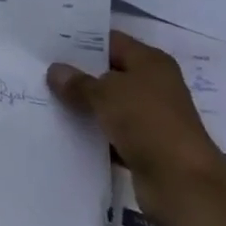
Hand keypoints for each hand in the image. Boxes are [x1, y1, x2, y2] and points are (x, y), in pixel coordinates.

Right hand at [47, 29, 225, 213]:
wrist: (183, 184)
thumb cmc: (148, 123)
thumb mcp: (106, 95)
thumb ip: (78, 83)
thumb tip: (54, 70)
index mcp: (151, 62)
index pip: (112, 42)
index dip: (83, 42)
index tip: (51, 44)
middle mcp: (153, 85)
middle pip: (109, 74)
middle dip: (79, 75)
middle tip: (42, 72)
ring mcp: (150, 118)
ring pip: (109, 106)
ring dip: (84, 107)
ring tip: (46, 100)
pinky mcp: (145, 148)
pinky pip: (112, 134)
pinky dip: (94, 135)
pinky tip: (64, 132)